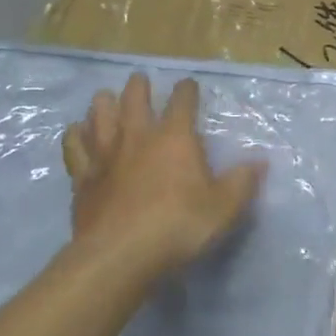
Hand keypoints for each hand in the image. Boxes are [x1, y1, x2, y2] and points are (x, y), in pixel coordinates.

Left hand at [61, 73, 263, 281]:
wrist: (120, 256)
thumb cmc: (179, 225)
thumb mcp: (224, 207)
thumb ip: (243, 182)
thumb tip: (260, 162)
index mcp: (175, 138)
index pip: (182, 102)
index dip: (187, 90)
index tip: (189, 84)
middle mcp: (138, 137)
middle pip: (134, 100)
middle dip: (139, 87)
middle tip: (140, 79)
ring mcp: (106, 156)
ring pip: (100, 118)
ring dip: (103, 104)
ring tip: (105, 97)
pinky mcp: (82, 180)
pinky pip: (75, 149)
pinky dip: (75, 137)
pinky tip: (75, 132)